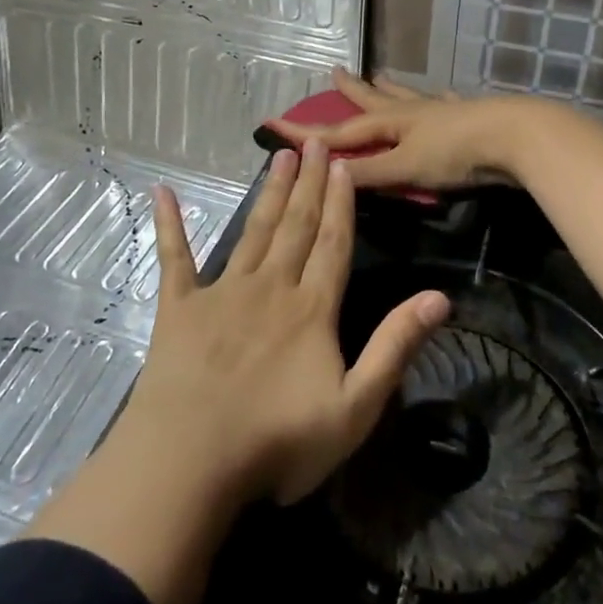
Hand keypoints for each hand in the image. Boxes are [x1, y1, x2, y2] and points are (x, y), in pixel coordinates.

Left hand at [129, 140, 450, 505]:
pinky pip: (175, 258)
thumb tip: (439, 297)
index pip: (334, 244)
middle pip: (296, 226)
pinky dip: (169, 224)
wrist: (190, 461)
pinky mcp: (179, 308)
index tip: (344, 165)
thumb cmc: (278, 442)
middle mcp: (270, 287)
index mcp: (312, 308)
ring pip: (253, 232)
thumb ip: (395, 347)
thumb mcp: (355, 407)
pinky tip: (163, 193)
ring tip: (281, 157)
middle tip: (315, 142)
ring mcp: (222, 293)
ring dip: (270, 193)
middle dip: (310, 184)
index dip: (342, 203)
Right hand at [264, 68, 537, 191]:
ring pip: (409, 97)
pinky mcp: (469, 115)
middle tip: (335, 72)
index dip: (308, 132)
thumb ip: (368, 174)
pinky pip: (447, 103)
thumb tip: (324, 174)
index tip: (276, 124)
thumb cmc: (456, 154)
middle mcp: (412, 111)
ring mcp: (442, 110)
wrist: (515, 137)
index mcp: (392, 123)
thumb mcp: (405, 168)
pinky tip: (444, 93)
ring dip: (391, 89)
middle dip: (353, 91)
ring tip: (381, 75)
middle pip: (374, 100)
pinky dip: (439, 98)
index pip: (340, 131)